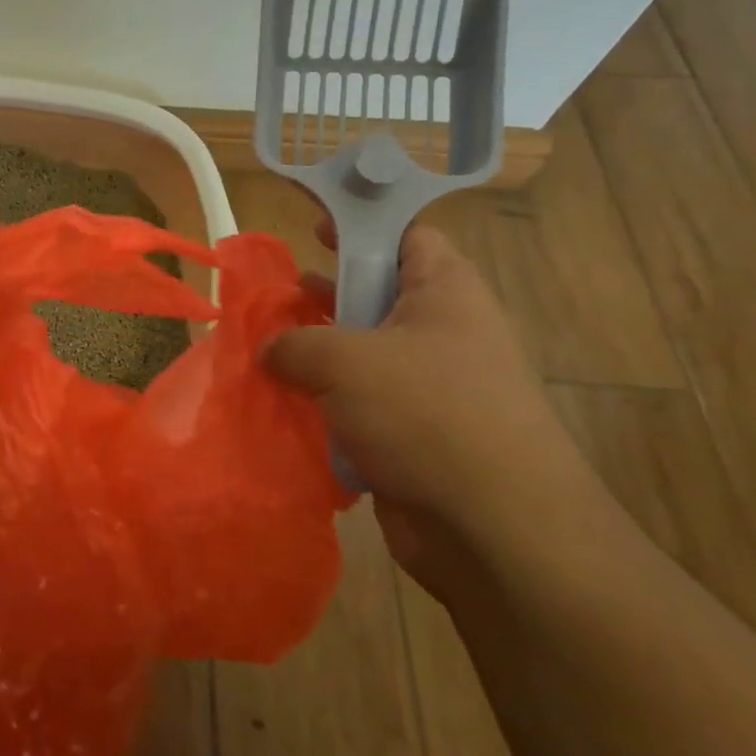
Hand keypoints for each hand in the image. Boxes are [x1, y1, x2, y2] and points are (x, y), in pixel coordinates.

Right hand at [264, 221, 602, 592]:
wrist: (492, 529)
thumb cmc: (427, 415)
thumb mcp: (345, 359)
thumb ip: (294, 343)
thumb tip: (269, 350)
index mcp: (444, 293)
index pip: (407, 236)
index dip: (361, 226)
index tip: (310, 230)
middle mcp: (441, 335)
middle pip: (375, 296)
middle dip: (322, 296)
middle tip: (271, 299)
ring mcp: (428, 390)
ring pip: (360, 357)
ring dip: (314, 357)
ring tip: (262, 355)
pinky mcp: (411, 438)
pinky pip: (357, 407)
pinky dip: (322, 406)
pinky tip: (280, 409)